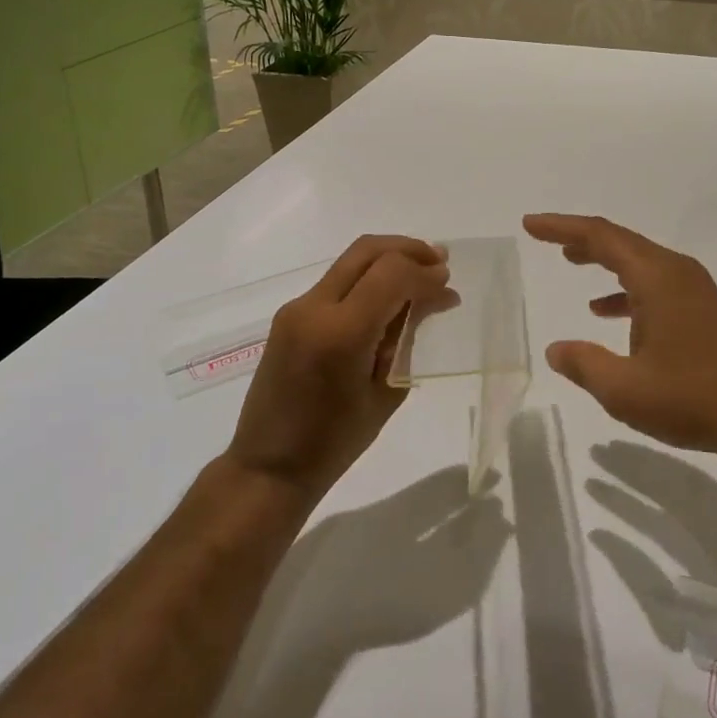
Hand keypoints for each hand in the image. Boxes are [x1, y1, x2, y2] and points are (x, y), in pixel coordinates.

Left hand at [227, 236, 449, 499]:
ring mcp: (297, 308)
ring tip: (421, 274)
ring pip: (351, 260)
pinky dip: (369, 278)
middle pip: (367, 251)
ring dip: (388, 260)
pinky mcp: (290, 315)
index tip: (448, 284)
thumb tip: (434, 300)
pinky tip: (389, 297)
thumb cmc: (335, 442)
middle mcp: (314, 308)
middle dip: (408, 249)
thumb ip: (409, 337)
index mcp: (341, 333)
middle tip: (439, 261)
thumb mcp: (387, 391)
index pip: (392, 274)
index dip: (425, 272)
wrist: (268, 467)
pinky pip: (337, 281)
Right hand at [522, 214, 716, 459]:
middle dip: (580, 237)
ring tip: (570, 261)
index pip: (601, 237)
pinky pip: (653, 283)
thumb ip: (584, 364)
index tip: (531, 224)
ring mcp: (692, 288)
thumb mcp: (624, 389)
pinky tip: (604, 312)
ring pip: (637, 260)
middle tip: (545, 237)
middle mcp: (675, 271)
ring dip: (603, 259)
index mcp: (656, 277)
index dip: (562, 227)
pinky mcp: (699, 307)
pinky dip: (624, 289)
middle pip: (620, 241)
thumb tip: (555, 350)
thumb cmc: (691, 398)